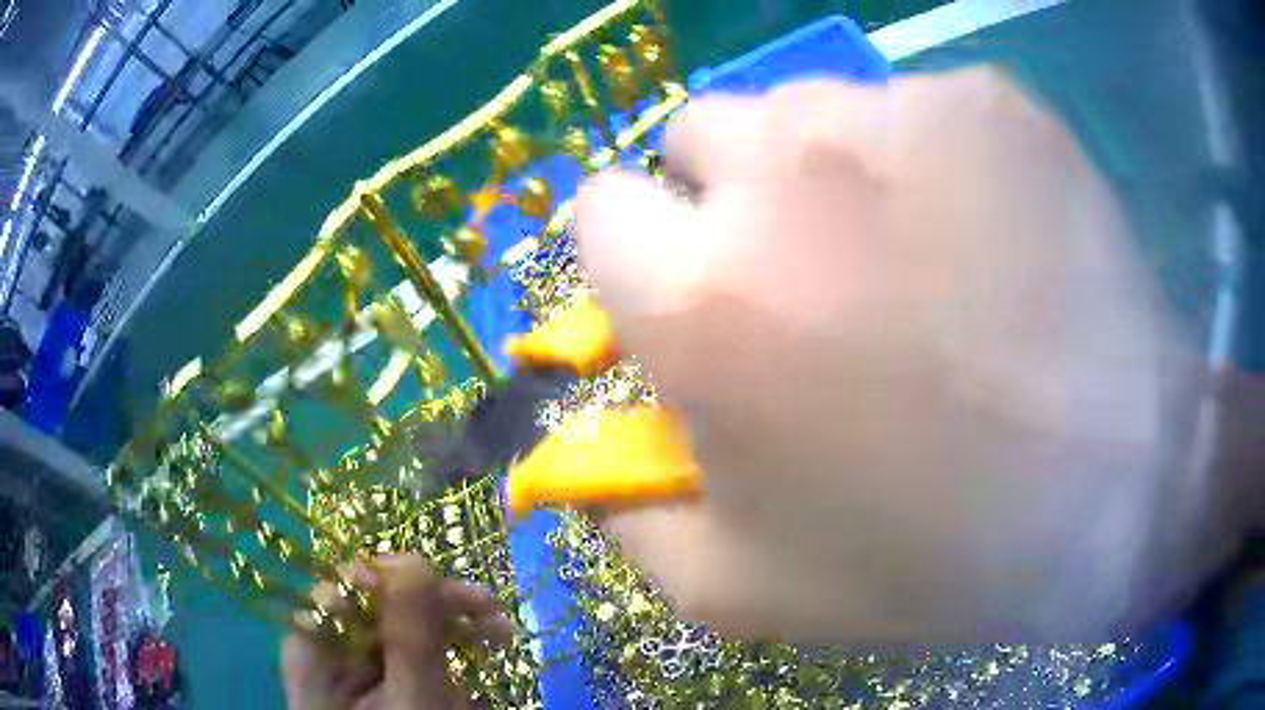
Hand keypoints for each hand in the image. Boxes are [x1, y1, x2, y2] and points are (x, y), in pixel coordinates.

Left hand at [281, 555, 514, 709]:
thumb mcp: (415, 701)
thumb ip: (409, 636)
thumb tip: (410, 558)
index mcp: (314, 649)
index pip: (343, 586)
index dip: (392, 579)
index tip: (445, 590)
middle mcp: (328, 645)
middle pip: (374, 598)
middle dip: (436, 601)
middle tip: (491, 610)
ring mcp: (357, 659)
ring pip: (400, 617)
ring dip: (453, 620)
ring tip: (502, 634)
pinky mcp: (383, 671)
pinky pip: (413, 642)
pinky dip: (450, 643)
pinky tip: (482, 650)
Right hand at [576, 67, 1240, 643]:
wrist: (1115, 489)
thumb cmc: (931, 555)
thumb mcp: (742, 588)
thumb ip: (628, 517)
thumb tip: (580, 451)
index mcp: (702, 294)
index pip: (598, 209)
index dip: (636, 253)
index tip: (689, 291)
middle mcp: (782, 169)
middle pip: (695, 134)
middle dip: (724, 195)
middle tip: (807, 271)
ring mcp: (898, 113)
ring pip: (801, 108)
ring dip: (822, 171)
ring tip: (908, 257)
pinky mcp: (985, 100)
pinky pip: (908, 106)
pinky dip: (922, 160)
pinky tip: (983, 234)